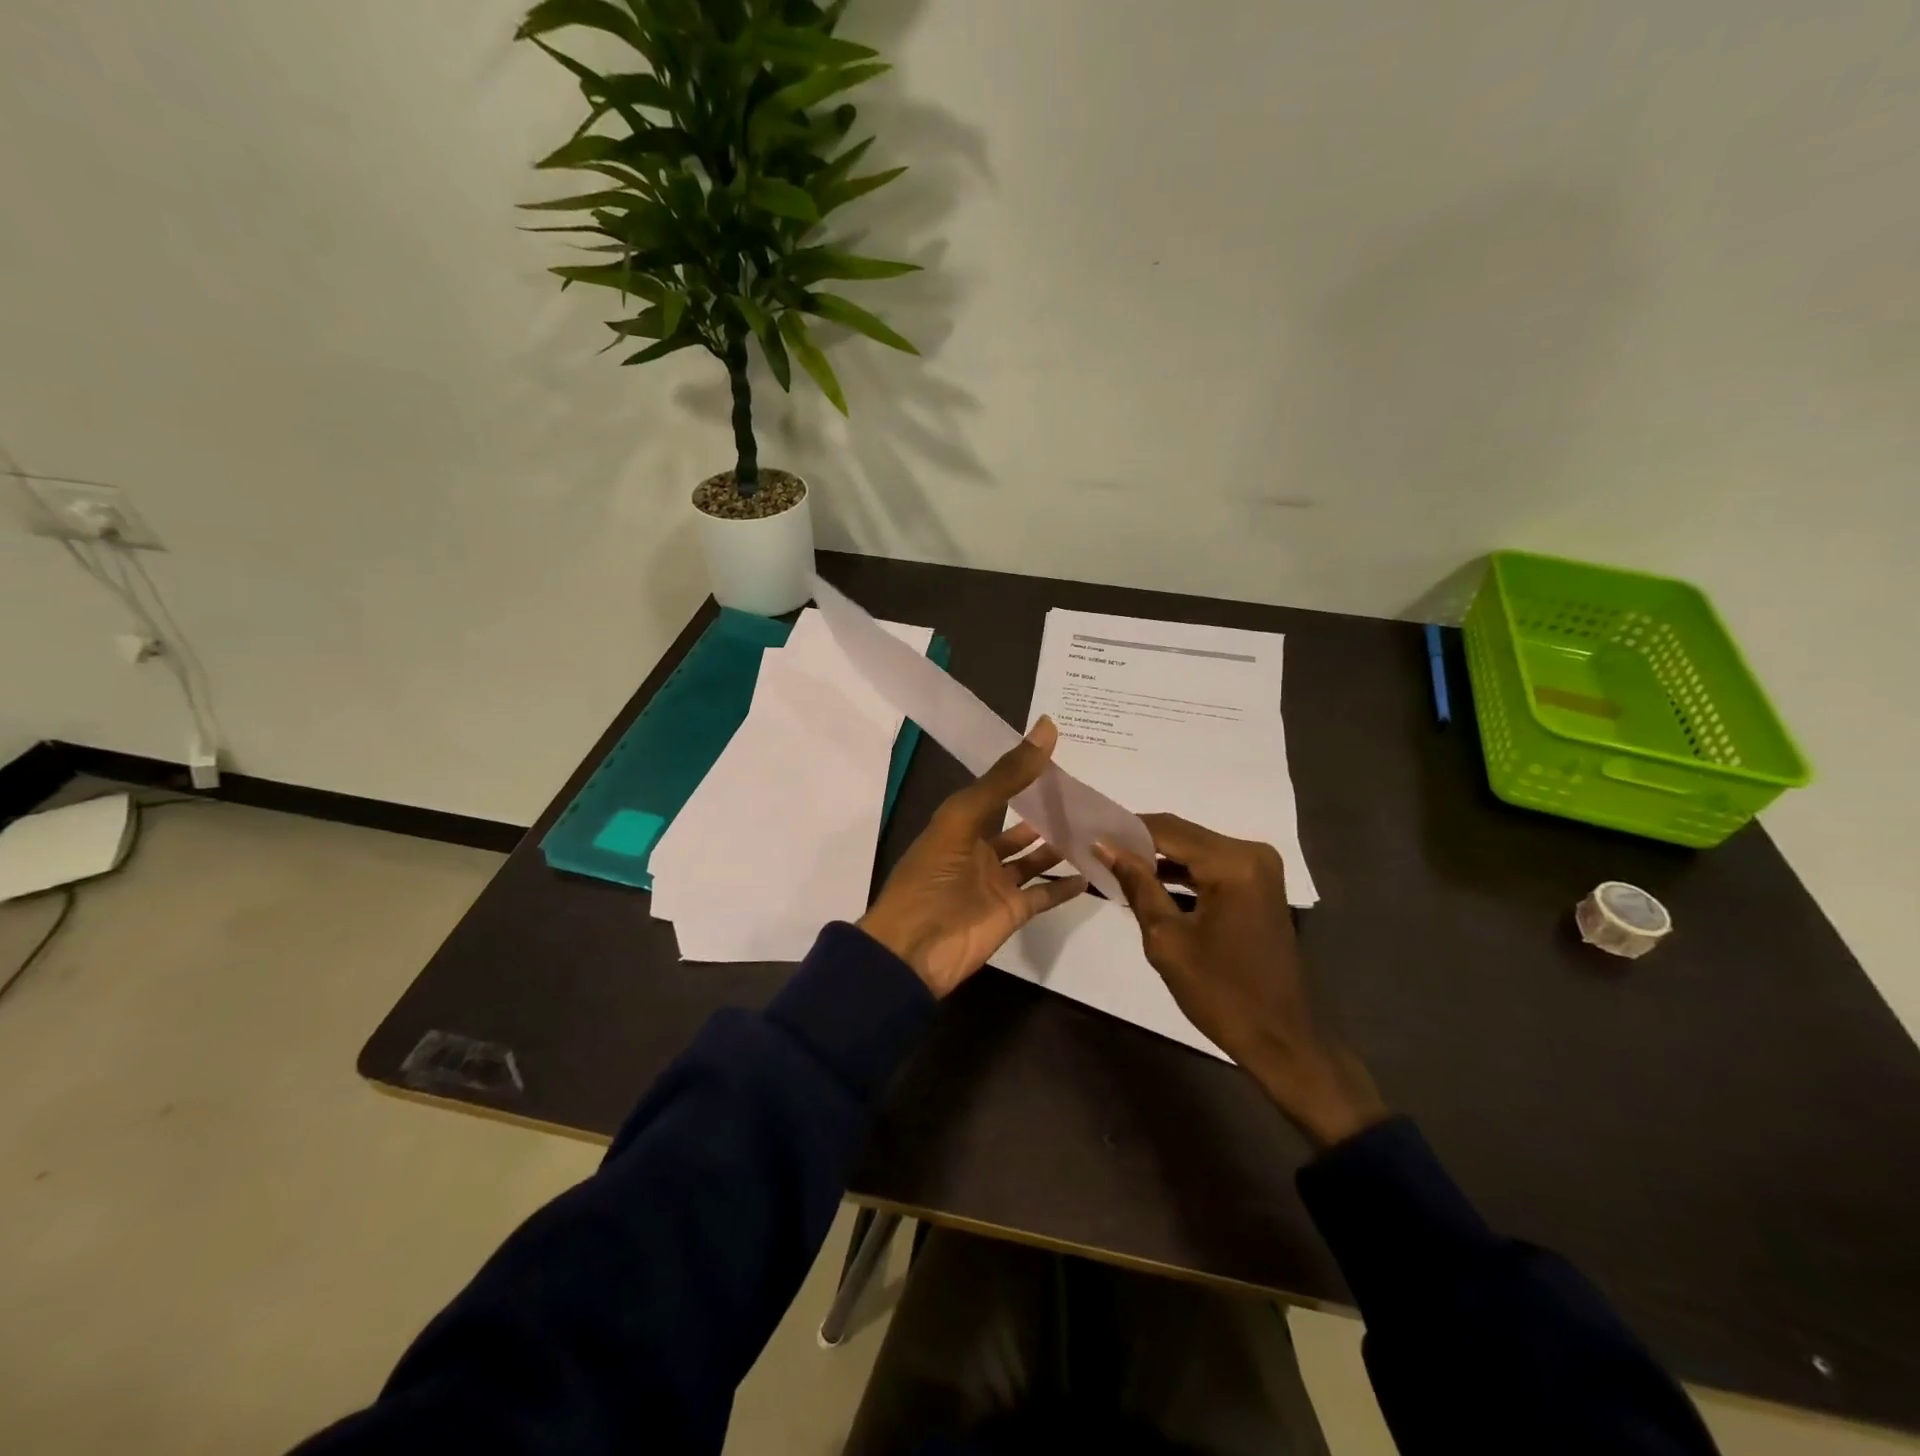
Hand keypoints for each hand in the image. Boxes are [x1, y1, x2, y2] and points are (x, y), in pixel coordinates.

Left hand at [859, 717, 1088, 997]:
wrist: (914, 949)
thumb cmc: (931, 876)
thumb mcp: (963, 817)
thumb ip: (1005, 777)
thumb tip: (1046, 728)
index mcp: (961, 824)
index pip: (998, 792)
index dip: (1024, 774)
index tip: (1061, 756)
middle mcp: (980, 850)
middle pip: (1020, 827)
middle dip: (1047, 812)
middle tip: (1087, 794)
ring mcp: (997, 883)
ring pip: (1034, 859)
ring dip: (1060, 846)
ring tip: (1096, 827)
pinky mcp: (1012, 913)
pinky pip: (1044, 894)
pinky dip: (1065, 886)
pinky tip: (1092, 872)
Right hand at [1096, 814, 1387, 1148]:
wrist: (1278, 1037)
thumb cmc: (1219, 993)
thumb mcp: (1166, 939)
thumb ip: (1137, 884)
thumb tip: (1104, 846)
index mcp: (1233, 864)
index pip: (1167, 830)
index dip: (1125, 830)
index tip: (1089, 834)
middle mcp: (1251, 853)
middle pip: (1182, 834)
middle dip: (1139, 841)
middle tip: (1098, 849)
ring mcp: (1259, 867)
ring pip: (1194, 848)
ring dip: (1158, 856)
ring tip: (1115, 863)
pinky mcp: (1258, 883)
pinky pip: (1210, 865)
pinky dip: (1180, 871)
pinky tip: (1148, 880)